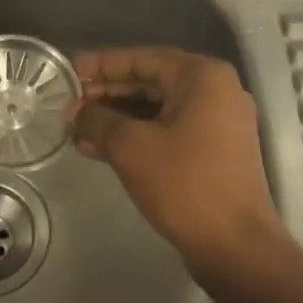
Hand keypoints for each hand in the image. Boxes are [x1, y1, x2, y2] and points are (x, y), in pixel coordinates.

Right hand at [69, 48, 284, 279]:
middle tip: (68, 106)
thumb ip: (98, 120)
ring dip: (117, 119)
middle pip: (151, 82)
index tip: (68, 72)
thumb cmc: (184, 184)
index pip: (142, 58)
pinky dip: (137, 137)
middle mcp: (216, 92)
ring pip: (157, 110)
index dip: (101, 64)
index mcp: (202, 77)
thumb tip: (75, 111)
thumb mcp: (131, 147)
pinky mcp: (214, 152)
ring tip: (76, 131)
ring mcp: (218, 123)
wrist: (234, 244)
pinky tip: (100, 150)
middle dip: (107, 95)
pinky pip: (169, 132)